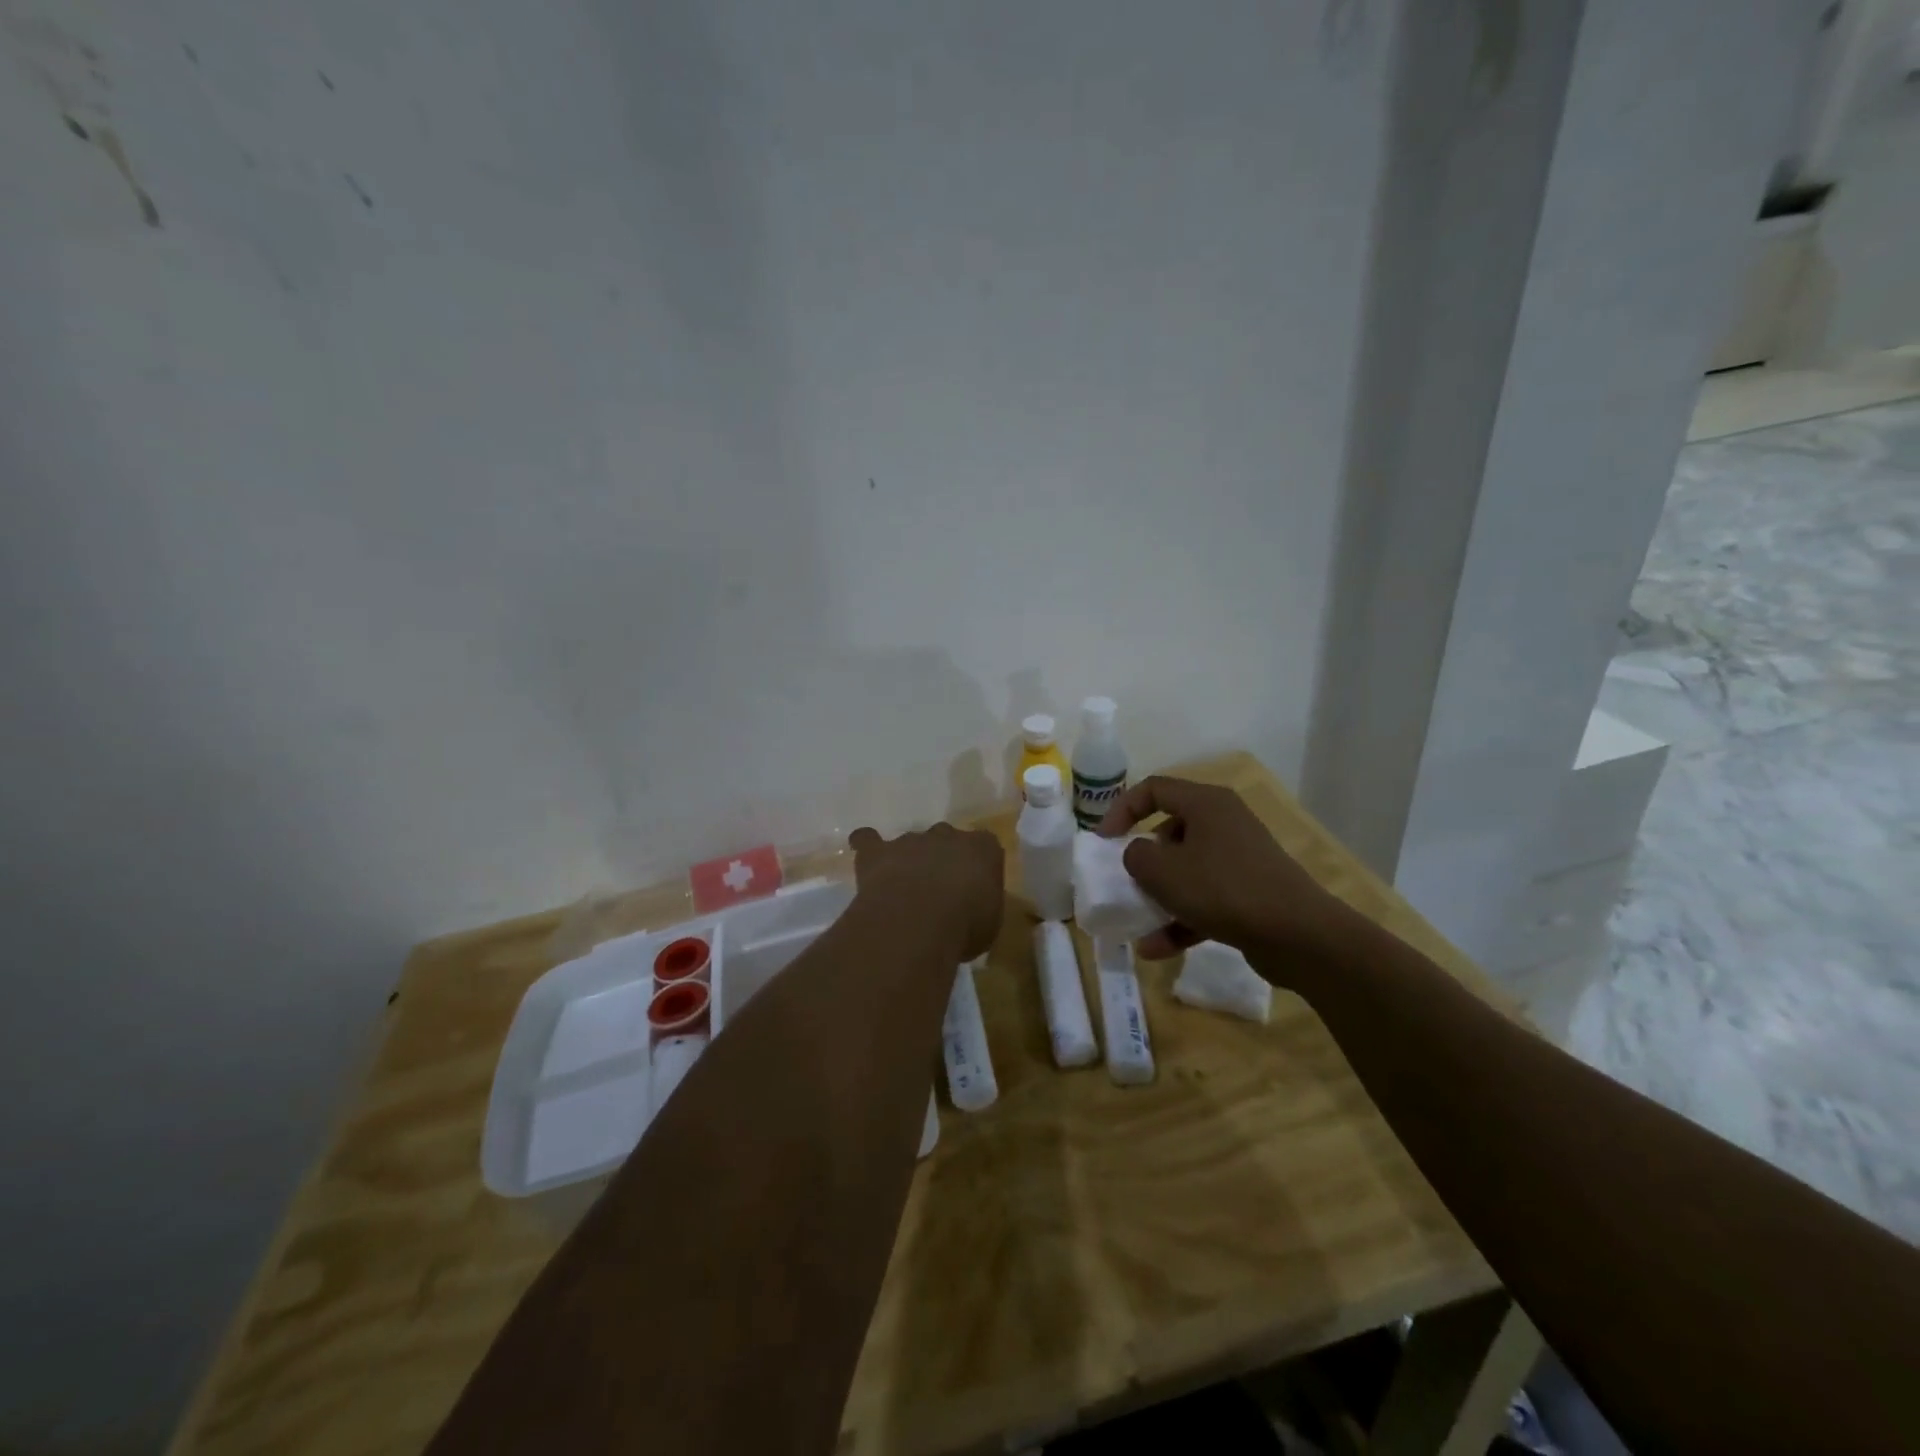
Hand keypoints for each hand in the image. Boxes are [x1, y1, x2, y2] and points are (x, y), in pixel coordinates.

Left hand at [847, 823, 1003, 961]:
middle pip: (946, 839)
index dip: (977, 866)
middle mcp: (948, 836)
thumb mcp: (988, 925)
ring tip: (903, 891)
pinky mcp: (878, 851)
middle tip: (937, 892)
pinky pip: (868, 840)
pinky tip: (867, 860)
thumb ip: (980, 908)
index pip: (985, 847)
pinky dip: (867, 847)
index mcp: (982, 849)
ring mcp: (911, 840)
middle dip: (942, 860)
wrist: (919, 920)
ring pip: (911, 843)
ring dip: (908, 861)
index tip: (974, 888)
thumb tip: (969, 912)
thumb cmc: (965, 926)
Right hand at [1098, 776, 1348, 964]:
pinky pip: (1205, 899)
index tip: (1103, 840)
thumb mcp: (1163, 870)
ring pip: (1187, 870)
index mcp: (1205, 803)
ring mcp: (1239, 859)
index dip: (1121, 810)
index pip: (1153, 789)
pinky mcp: (1250, 893)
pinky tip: (1157, 949)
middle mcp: (1224, 823)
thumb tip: (1137, 855)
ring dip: (1159, 896)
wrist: (1298, 935)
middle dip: (1143, 859)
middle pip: (1170, 831)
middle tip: (1125, 880)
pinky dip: (1181, 919)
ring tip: (1137, 922)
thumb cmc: (1222, 889)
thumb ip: (1136, 856)